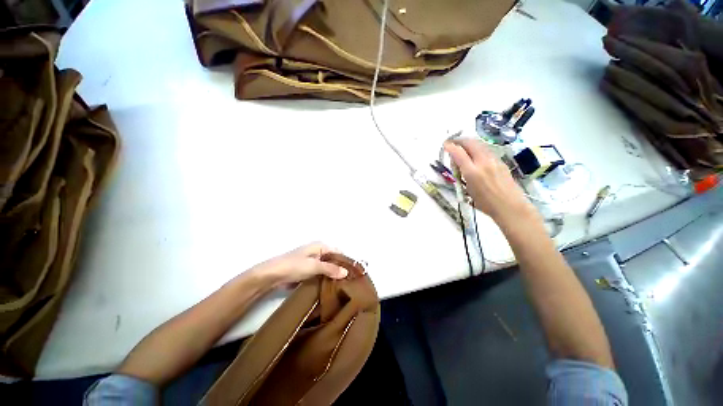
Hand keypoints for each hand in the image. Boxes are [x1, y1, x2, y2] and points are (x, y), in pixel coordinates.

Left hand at [248, 242, 348, 286]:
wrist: (272, 275)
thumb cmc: (295, 265)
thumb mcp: (314, 266)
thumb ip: (331, 269)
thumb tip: (346, 272)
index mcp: (321, 246)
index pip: (338, 252)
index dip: (346, 261)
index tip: (354, 273)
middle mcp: (318, 251)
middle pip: (333, 260)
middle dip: (340, 269)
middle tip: (349, 282)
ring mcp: (312, 261)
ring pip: (327, 268)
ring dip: (332, 275)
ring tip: (342, 286)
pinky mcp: (307, 270)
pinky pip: (320, 273)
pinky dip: (325, 279)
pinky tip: (330, 287)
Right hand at [444, 139, 539, 226]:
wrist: (510, 206)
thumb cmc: (485, 203)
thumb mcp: (468, 190)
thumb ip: (462, 175)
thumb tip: (458, 164)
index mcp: (472, 172)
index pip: (458, 153)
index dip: (450, 147)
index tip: (445, 145)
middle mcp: (483, 162)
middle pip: (470, 143)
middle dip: (460, 140)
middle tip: (454, 143)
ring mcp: (494, 160)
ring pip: (480, 144)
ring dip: (469, 144)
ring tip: (464, 148)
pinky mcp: (501, 162)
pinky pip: (487, 150)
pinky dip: (478, 149)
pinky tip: (476, 156)